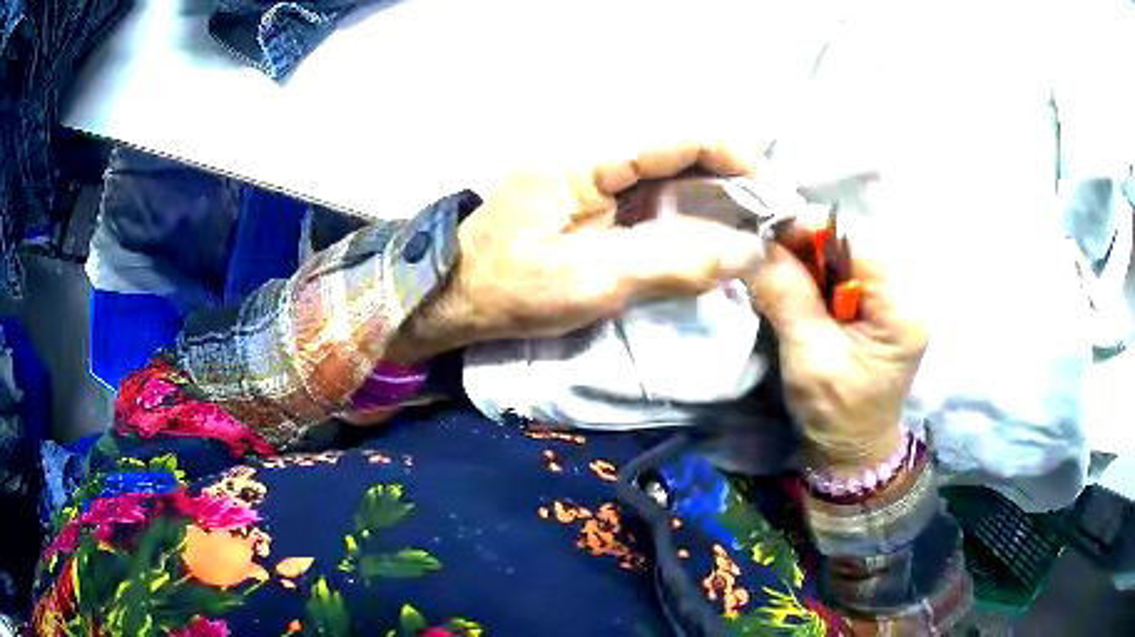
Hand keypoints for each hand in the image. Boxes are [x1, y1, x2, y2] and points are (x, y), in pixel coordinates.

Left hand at [387, 141, 770, 363]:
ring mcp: (593, 168)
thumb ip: (672, 262)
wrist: (457, 293)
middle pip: (684, 146)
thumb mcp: (590, 282)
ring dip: (717, 193)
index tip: (775, 199)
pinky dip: (690, 207)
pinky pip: (655, 188)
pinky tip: (711, 231)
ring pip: (673, 166)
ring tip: (752, 228)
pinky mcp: (593, 190)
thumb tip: (747, 252)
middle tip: (771, 220)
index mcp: (588, 156)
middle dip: (735, 178)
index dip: (739, 160)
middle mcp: (595, 148)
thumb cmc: (510, 289)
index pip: (683, 136)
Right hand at [746, 239, 928, 475]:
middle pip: (856, 240)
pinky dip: (819, 271)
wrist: (854, 445)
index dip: (814, 230)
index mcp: (902, 310)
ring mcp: (898, 294)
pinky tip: (801, 287)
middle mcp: (909, 292)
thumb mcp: (808, 358)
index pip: (861, 241)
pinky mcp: (884, 300)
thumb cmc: (836, 413)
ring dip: (811, 257)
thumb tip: (753, 245)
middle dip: (810, 244)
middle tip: (770, 260)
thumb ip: (786, 297)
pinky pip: (848, 267)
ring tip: (782, 276)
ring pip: (848, 249)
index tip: (771, 239)